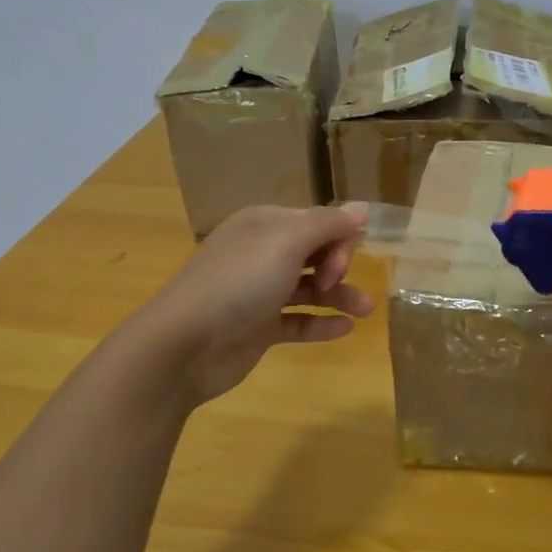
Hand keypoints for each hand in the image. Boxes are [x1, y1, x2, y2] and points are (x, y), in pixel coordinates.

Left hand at [137, 203, 372, 410]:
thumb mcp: (287, 242)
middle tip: (337, 283)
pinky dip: (321, 323)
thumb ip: (328, 224)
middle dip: (338, 265)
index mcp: (264, 225)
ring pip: (310, 288)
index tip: (339, 263)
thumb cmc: (239, 282)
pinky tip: (345, 329)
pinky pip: (298, 321)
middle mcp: (261, 254)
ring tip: (367, 311)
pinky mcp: (258, 328)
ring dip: (339, 296)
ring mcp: (258, 293)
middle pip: (314, 252)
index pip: (316, 221)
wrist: (185, 344)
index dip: (337, 238)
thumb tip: (363, 208)